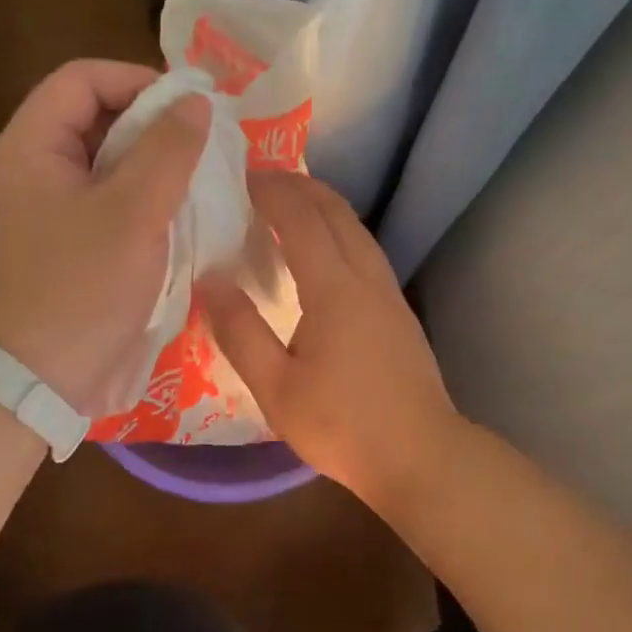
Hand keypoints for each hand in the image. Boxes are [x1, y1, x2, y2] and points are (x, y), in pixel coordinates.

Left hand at [0, 59, 210, 416]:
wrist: (40, 378)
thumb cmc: (84, 288)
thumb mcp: (135, 213)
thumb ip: (168, 150)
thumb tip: (196, 102)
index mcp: (31, 146)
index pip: (82, 79)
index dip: (138, 80)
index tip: (189, 108)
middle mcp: (30, 167)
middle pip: (92, 117)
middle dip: (150, 123)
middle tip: (201, 144)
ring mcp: (44, 208)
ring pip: (103, 162)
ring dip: (150, 163)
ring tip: (196, 178)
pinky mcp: (62, 241)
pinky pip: (104, 200)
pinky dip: (140, 197)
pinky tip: (175, 214)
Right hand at [201, 171, 461, 512]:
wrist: (420, 455)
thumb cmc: (342, 425)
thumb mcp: (276, 387)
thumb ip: (240, 331)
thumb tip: (211, 279)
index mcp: (334, 289)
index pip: (302, 219)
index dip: (272, 191)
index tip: (241, 176)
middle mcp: (367, 278)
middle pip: (336, 212)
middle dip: (300, 186)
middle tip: (262, 180)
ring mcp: (390, 293)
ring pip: (357, 230)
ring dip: (324, 206)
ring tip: (290, 205)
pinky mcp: (400, 312)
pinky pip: (366, 251)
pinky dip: (339, 232)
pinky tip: (324, 253)